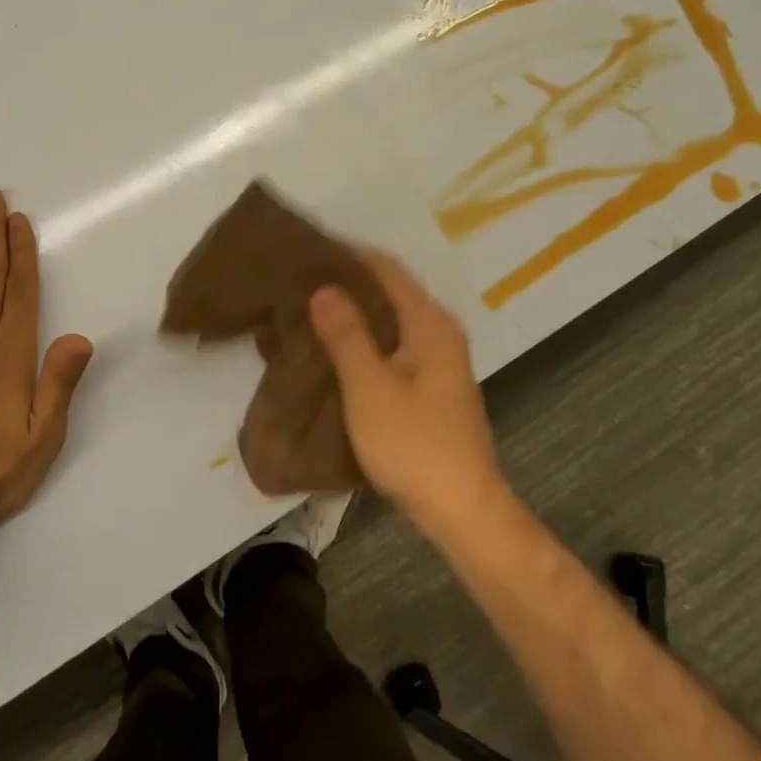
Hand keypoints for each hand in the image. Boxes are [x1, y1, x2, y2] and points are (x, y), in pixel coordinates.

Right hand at [307, 251, 506, 527]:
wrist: (461, 509)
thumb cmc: (414, 442)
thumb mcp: (369, 385)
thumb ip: (346, 333)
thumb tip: (324, 287)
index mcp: (429, 323)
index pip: (386, 268)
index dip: (348, 254)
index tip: (307, 250)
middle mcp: (438, 333)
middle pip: (390, 291)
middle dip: (347, 283)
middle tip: (299, 281)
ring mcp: (438, 361)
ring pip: (390, 320)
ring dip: (353, 313)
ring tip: (308, 311)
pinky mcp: (431, 387)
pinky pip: (392, 346)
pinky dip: (364, 340)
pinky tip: (334, 350)